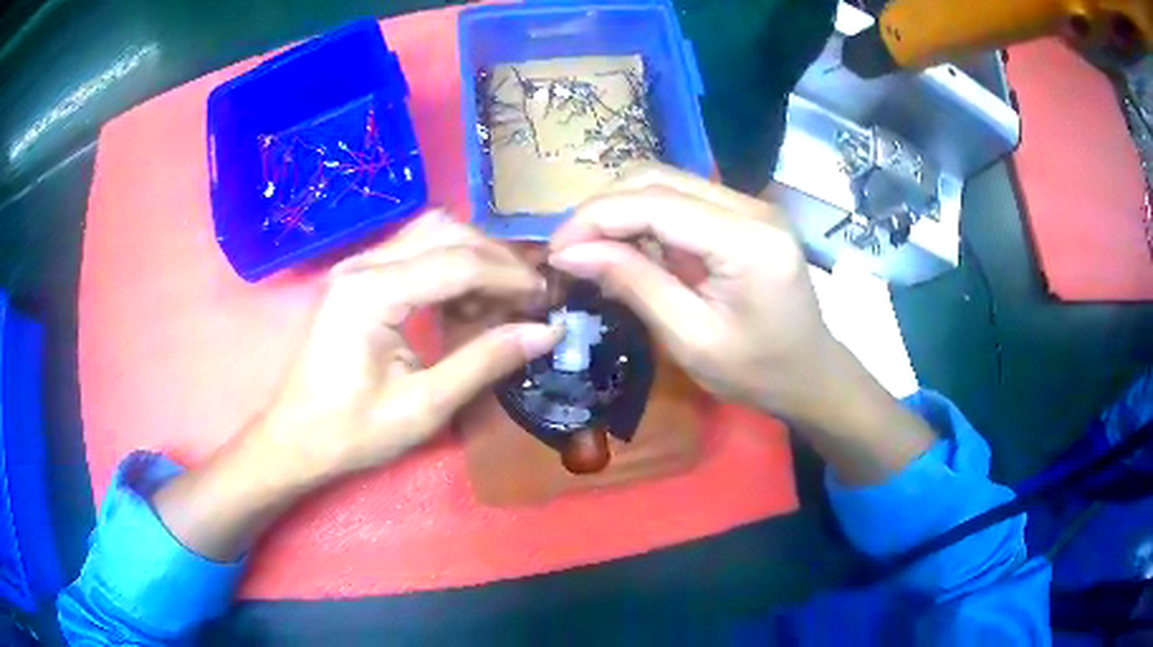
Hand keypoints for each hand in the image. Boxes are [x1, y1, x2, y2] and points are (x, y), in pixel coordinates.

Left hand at [257, 211, 561, 481]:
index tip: (547, 298)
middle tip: (527, 296)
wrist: (294, 438)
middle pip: (445, 232)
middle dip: (495, 258)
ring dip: (472, 254)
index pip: (457, 262)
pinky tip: (462, 298)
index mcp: (371, 293)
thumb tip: (545, 332)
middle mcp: (361, 265)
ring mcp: (355, 266)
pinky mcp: (356, 277)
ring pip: (429, 231)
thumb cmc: (352, 431)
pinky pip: (412, 249)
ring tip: (499, 296)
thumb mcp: (423, 407)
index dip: (509, 276)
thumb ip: (483, 362)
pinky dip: (447, 262)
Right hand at [548, 164, 842, 425]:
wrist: (810, 374)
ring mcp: (751, 205)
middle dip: (603, 207)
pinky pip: (683, 198)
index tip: (555, 250)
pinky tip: (627, 243)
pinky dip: (645, 215)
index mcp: (748, 241)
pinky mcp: (744, 213)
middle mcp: (752, 207)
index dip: (596, 218)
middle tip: (569, 249)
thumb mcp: (690, 339)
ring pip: (667, 180)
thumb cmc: (756, 372)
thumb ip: (635, 284)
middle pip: (658, 178)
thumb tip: (571, 253)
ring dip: (620, 207)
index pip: (656, 204)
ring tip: (590, 246)